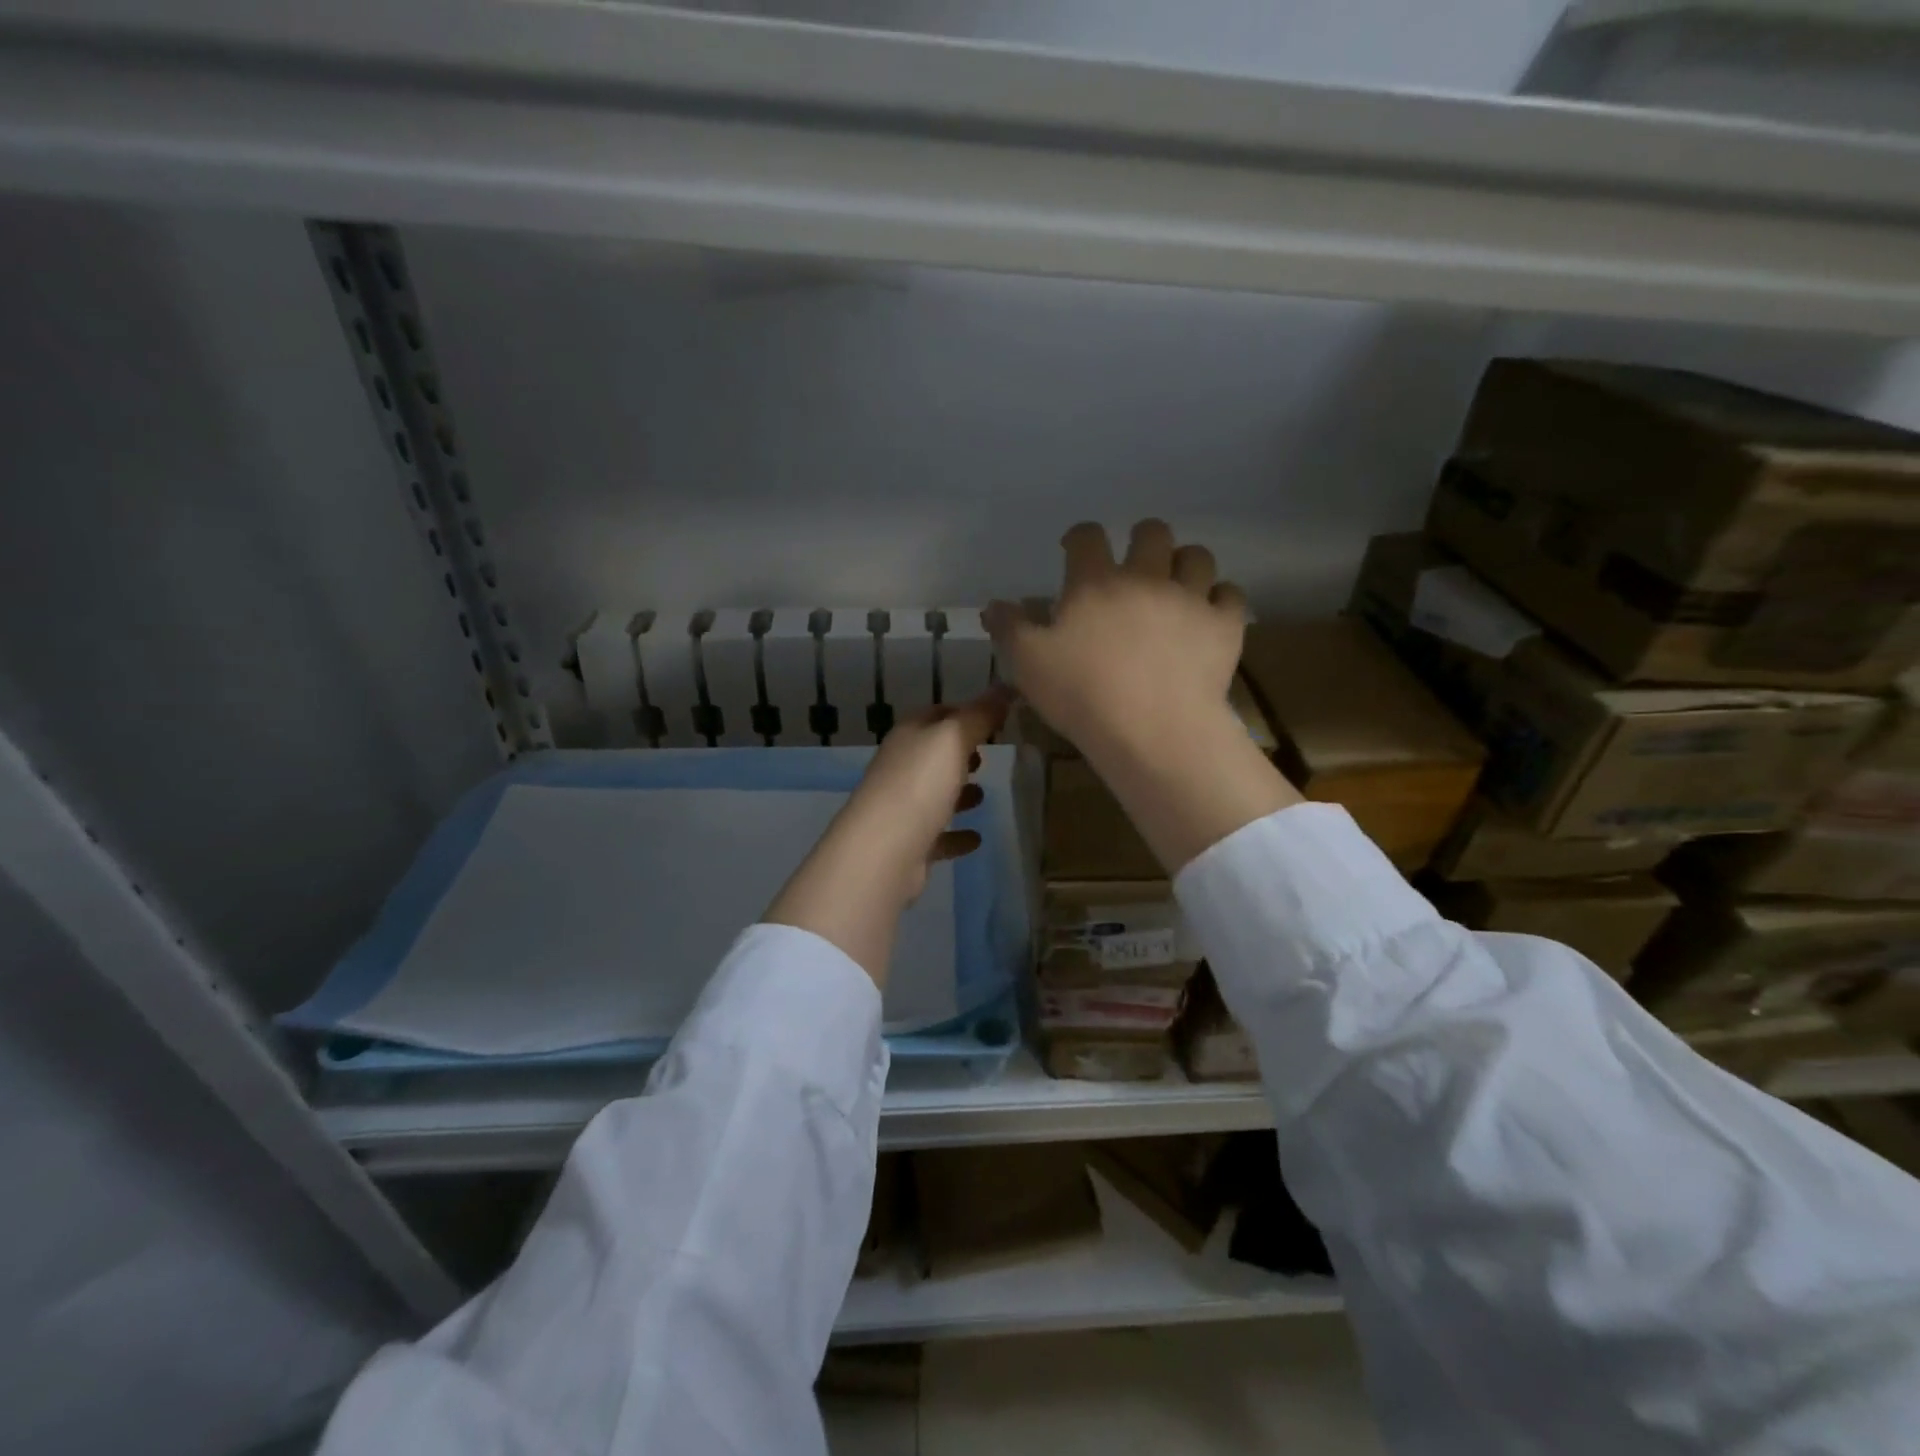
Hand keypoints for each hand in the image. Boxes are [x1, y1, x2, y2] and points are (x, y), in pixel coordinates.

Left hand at [762, 689, 1010, 985]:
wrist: (883, 850)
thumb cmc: (920, 784)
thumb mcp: (954, 738)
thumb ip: (980, 715)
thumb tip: (1004, 688)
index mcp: (909, 736)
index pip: (937, 713)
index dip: (964, 712)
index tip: (994, 717)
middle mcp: (901, 767)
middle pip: (933, 755)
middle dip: (960, 753)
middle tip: (988, 755)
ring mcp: (902, 807)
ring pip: (933, 794)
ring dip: (957, 793)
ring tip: (984, 795)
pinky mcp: (908, 843)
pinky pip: (937, 834)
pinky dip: (955, 834)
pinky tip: (976, 838)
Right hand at [985, 519, 1246, 765]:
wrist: (1152, 730)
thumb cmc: (1082, 695)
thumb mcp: (1028, 664)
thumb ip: (1009, 628)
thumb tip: (994, 605)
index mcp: (1095, 582)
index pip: (1087, 536)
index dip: (1079, 537)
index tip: (1073, 549)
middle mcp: (1146, 577)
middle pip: (1152, 532)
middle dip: (1142, 539)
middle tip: (1134, 564)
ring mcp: (1191, 598)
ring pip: (1197, 557)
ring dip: (1185, 564)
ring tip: (1176, 585)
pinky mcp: (1224, 626)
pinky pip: (1231, 595)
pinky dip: (1219, 600)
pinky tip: (1209, 615)